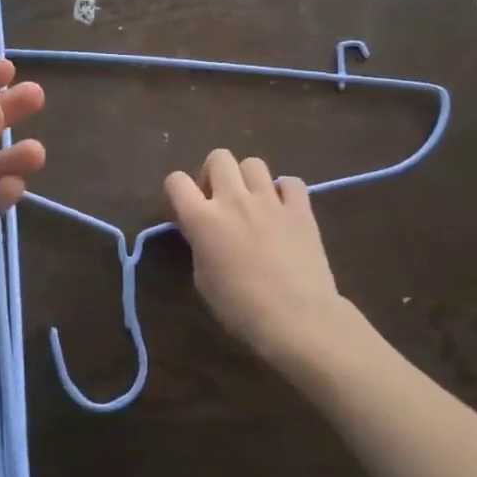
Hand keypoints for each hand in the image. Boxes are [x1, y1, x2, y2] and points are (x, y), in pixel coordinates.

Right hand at [165, 149, 360, 372]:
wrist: (298, 319)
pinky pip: (290, 182)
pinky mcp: (301, 209)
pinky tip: (283, 210)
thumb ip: (200, 246)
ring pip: (253, 163)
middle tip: (219, 199)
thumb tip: (206, 234)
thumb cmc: (241, 308)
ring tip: (253, 203)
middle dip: (214, 173)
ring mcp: (269, 201)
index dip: (177, 190)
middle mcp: (233, 200)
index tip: (185, 207)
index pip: (176, 181)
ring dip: (248, 179)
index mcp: (202, 218)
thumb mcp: (203, 280)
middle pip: (218, 158)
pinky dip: (285, 191)